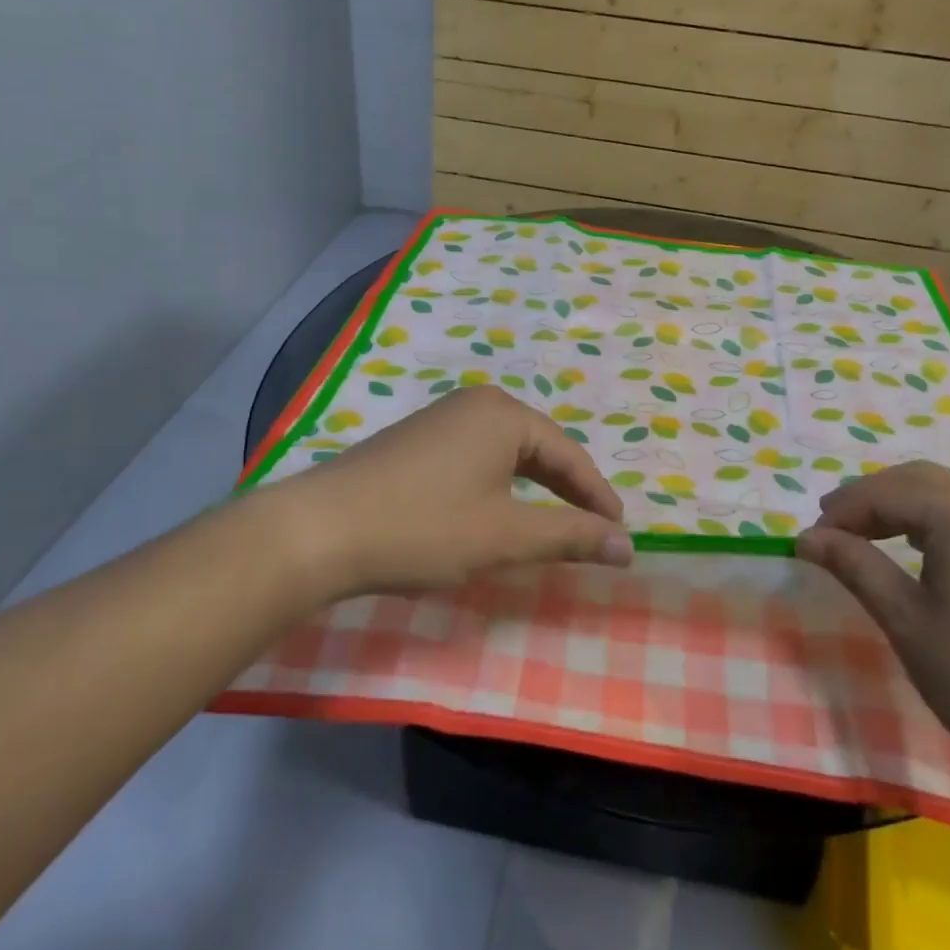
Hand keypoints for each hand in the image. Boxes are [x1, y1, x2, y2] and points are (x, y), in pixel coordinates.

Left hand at [277, 386, 634, 598]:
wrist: (321, 530)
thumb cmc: (424, 528)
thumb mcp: (505, 536)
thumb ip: (570, 537)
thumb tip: (628, 546)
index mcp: (505, 414)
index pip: (569, 454)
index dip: (597, 497)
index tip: (620, 534)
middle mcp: (477, 403)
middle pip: (539, 447)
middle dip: (567, 489)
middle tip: (592, 529)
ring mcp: (443, 418)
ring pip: (507, 452)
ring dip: (534, 487)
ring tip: (552, 523)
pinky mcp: (418, 439)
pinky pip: (477, 456)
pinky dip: (499, 484)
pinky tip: (495, 510)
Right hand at [796, 461, 949, 792]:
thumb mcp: (909, 625)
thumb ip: (856, 568)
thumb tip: (808, 537)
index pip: (884, 492)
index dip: (842, 511)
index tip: (811, 539)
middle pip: (918, 479)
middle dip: (871, 498)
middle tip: (835, 529)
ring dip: (905, 507)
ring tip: (873, 539)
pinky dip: (940, 522)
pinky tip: (930, 556)